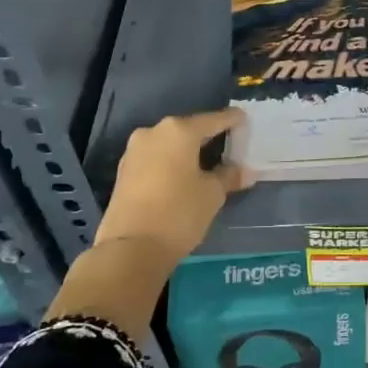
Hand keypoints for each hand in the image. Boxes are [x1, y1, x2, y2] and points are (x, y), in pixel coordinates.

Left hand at [96, 109, 249, 263]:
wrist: (130, 249)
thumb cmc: (179, 213)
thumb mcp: (212, 194)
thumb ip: (229, 176)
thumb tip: (243, 171)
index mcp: (179, 131)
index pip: (213, 120)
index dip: (231, 120)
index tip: (243, 118)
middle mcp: (153, 132)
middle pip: (188, 129)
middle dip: (207, 136)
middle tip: (227, 143)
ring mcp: (134, 151)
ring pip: (169, 144)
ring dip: (187, 151)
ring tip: (206, 161)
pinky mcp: (124, 171)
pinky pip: (155, 159)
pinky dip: (171, 163)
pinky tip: (183, 175)